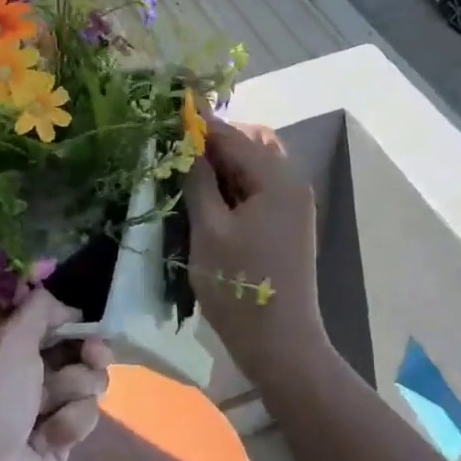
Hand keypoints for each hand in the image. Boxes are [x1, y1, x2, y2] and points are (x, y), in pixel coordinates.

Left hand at [0, 288, 110, 460]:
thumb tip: (66, 305)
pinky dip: (72, 422)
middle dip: (89, 351)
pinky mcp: (59, 442)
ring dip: (77, 389)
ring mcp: (43, 409)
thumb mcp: (8, 341)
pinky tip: (52, 438)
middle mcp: (23, 374)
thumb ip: (40, 311)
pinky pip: (84, 417)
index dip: (72, 321)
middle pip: (75, 351)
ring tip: (55, 405)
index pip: (49, 323)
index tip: (88, 323)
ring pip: (86, 383)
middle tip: (95, 355)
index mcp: (4, 347)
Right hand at [186, 118, 325, 380]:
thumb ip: (197, 180)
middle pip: (251, 144)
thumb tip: (186, 143)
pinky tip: (208, 199)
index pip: (233, 136)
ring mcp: (293, 204)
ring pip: (254, 166)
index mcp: (277, 179)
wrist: (281, 343)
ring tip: (187, 176)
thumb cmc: (240, 285)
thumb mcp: (209, 230)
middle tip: (177, 153)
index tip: (166, 117)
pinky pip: (259, 188)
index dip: (199, 125)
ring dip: (223, 164)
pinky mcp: (288, 223)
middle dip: (214, 143)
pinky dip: (234, 185)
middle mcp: (292, 183)